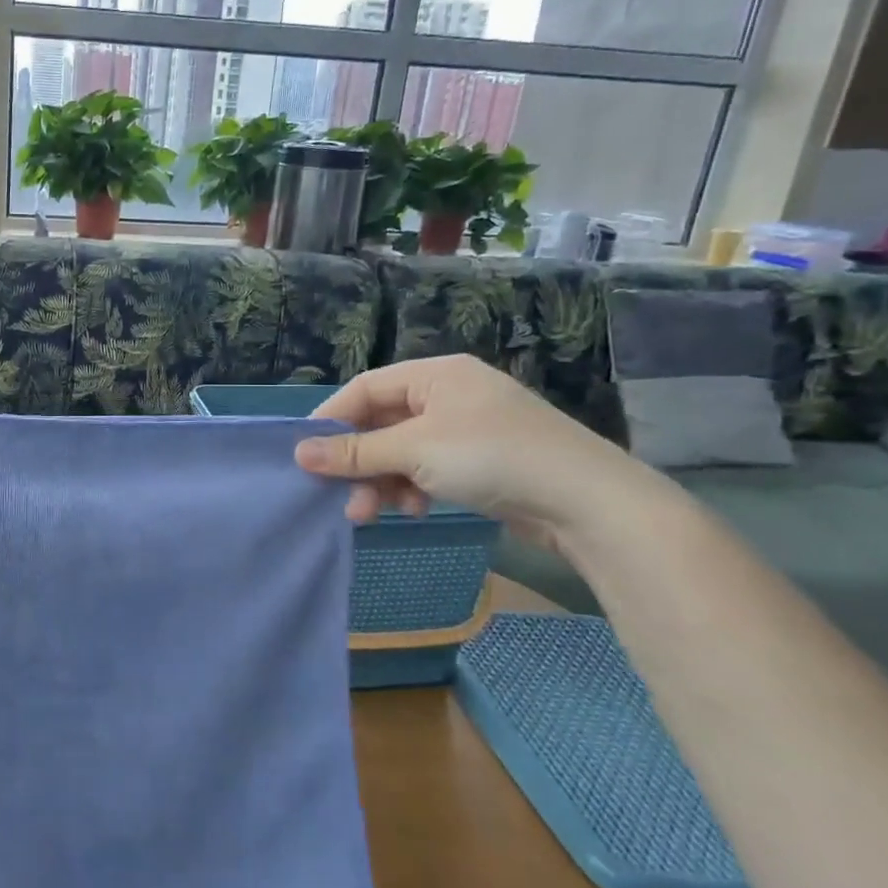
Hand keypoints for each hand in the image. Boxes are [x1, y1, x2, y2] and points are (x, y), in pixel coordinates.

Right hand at [293, 354, 656, 548]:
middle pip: (383, 423)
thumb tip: (300, 453)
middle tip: (341, 497)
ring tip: (374, 513)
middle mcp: (450, 394)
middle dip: (360, 462)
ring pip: (404, 451)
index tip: (305, 453)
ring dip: (383, 481)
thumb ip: (355, 452)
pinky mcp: (482, 461)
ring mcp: (468, 429)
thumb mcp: (414, 451)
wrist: (587, 502)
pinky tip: (415, 509)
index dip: (332, 419)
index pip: (366, 388)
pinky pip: (429, 468)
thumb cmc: (492, 457)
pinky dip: (413, 487)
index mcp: (436, 374)